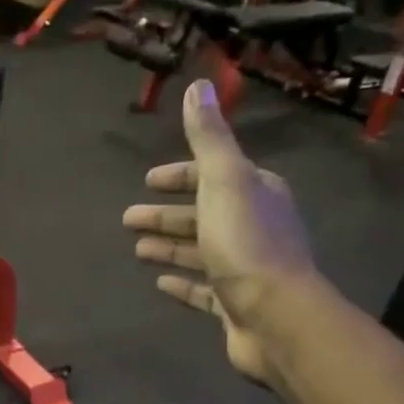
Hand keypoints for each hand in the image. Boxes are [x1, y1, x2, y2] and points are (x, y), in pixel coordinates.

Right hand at [123, 80, 317, 383]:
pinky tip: (160, 284)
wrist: (276, 317)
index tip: (147, 182)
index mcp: (255, 192)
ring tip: (137, 251)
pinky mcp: (235, 305)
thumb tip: (198, 86)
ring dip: (169, 247)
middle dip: (165, 215)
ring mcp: (245, 269)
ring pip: (200, 252)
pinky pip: (203, 290)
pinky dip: (182, 283)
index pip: (212, 175)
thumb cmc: (247, 244)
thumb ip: (209, 138)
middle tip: (128, 219)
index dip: (179, 176)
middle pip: (202, 214)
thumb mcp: (225, 180)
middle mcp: (253, 226)